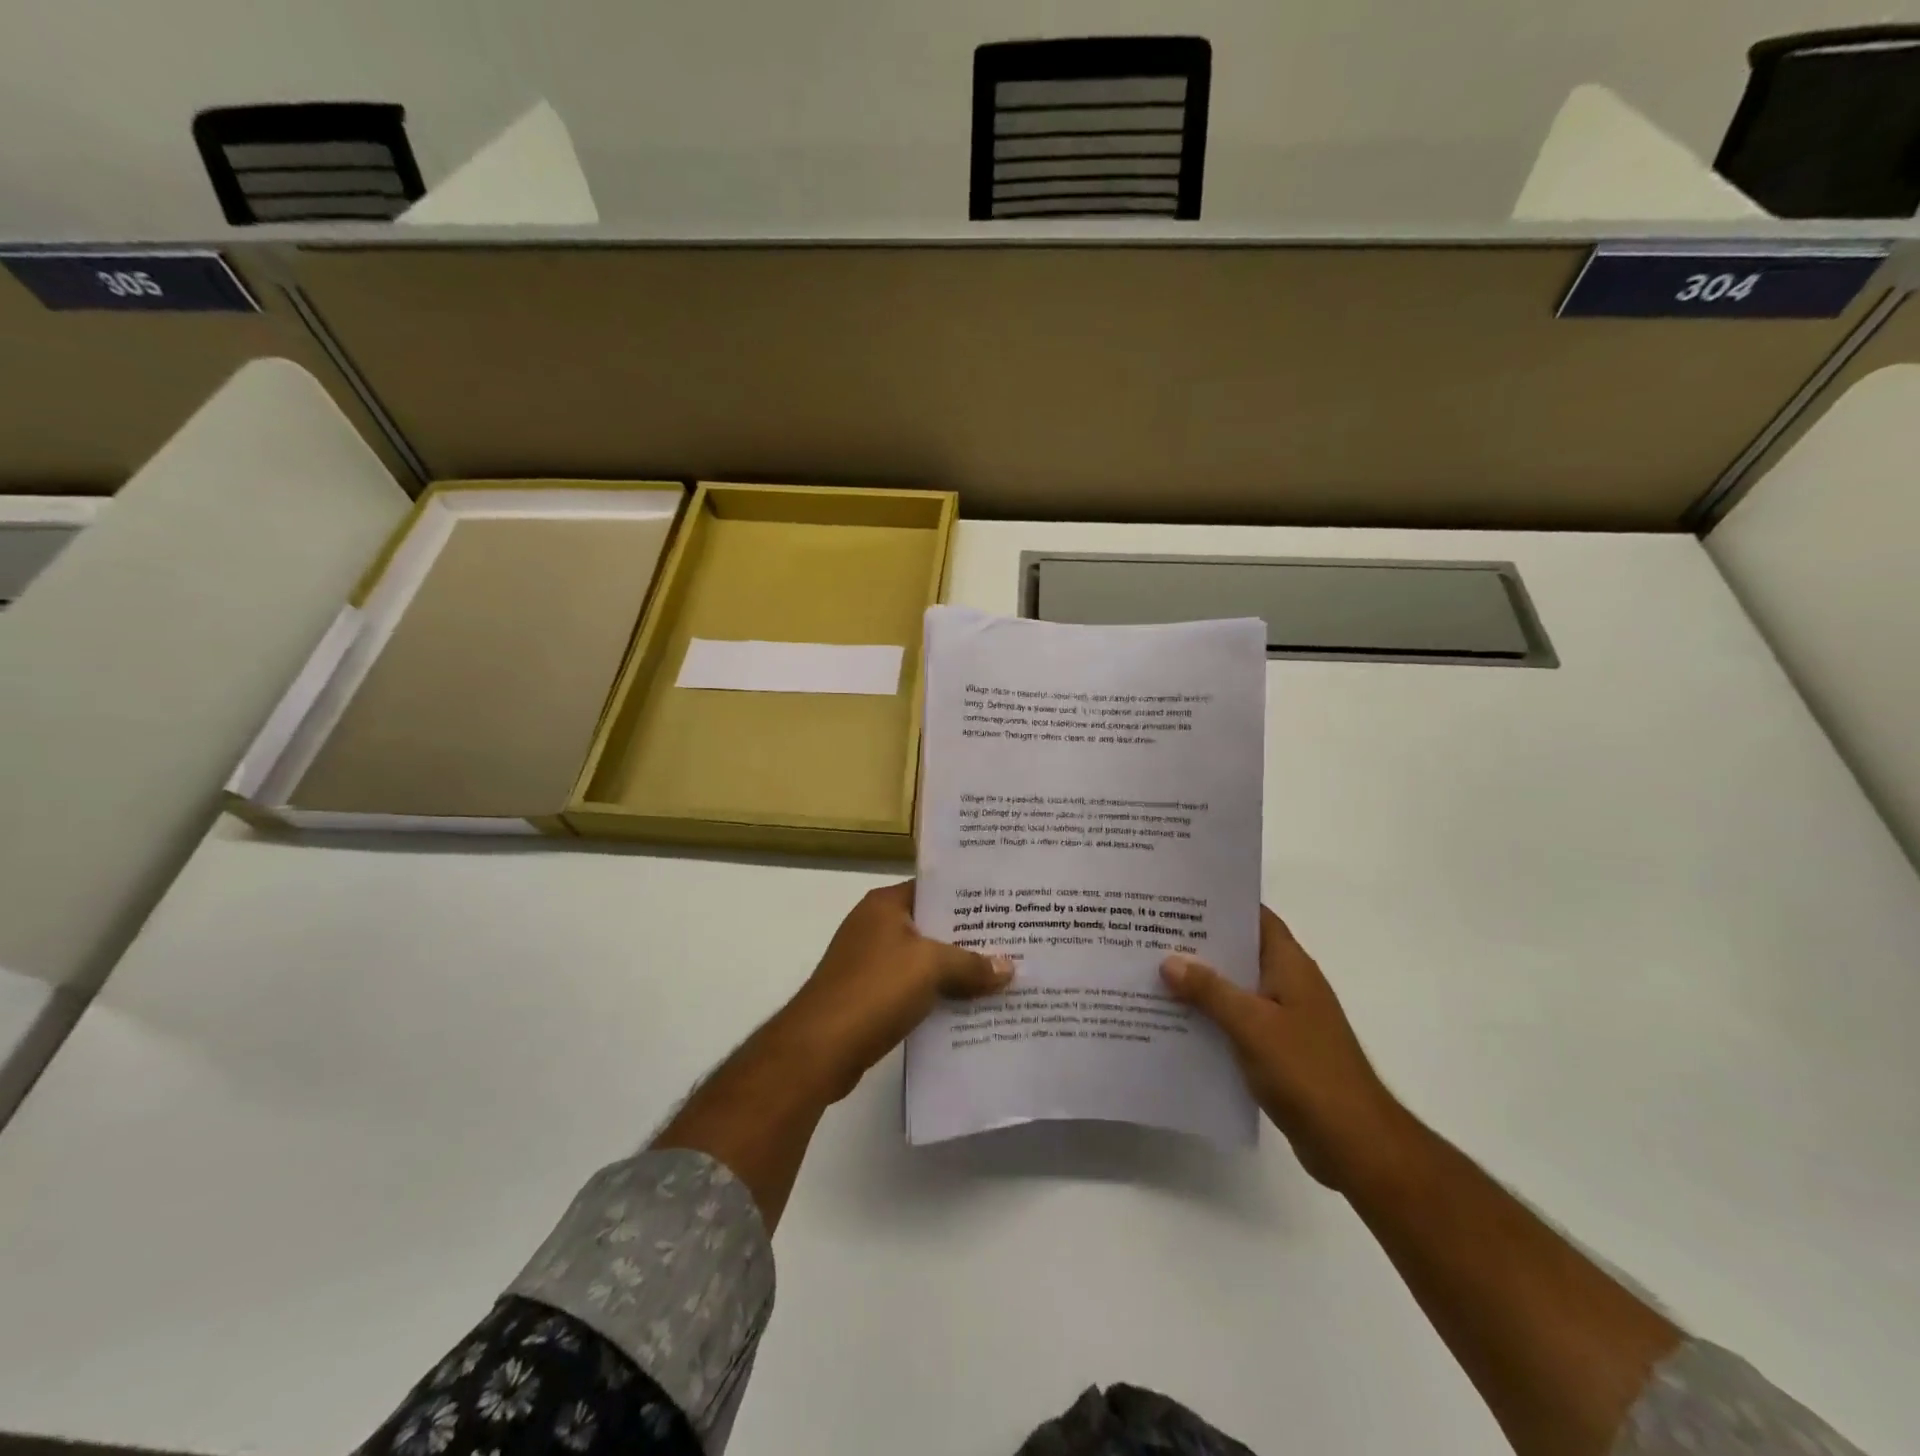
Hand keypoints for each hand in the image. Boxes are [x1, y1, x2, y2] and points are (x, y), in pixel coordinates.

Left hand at [779, 881, 1012, 1100]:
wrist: (820, 1049)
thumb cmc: (875, 990)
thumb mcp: (930, 967)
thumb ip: (971, 963)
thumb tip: (1008, 968)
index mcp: (885, 905)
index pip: (934, 889)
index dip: (970, 896)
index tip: (1006, 904)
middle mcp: (876, 926)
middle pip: (932, 925)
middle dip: (970, 937)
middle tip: (1015, 941)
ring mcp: (871, 962)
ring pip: (925, 959)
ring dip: (957, 970)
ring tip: (1002, 975)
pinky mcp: (871, 996)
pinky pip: (915, 987)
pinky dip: (940, 994)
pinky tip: (972, 1006)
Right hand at [1161, 906, 1412, 1189]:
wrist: (1354, 1143)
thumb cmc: (1307, 1071)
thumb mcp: (1251, 1024)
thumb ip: (1210, 990)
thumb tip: (1169, 960)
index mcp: (1291, 966)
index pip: (1256, 918)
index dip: (1222, 904)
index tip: (1179, 897)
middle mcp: (1289, 985)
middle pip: (1241, 952)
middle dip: (1200, 944)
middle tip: (1152, 933)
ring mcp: (1285, 1019)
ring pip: (1235, 989)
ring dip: (1201, 984)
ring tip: (1153, 972)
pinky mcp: (1278, 1051)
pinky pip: (1237, 1022)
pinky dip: (1211, 1018)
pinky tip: (1175, 1021)